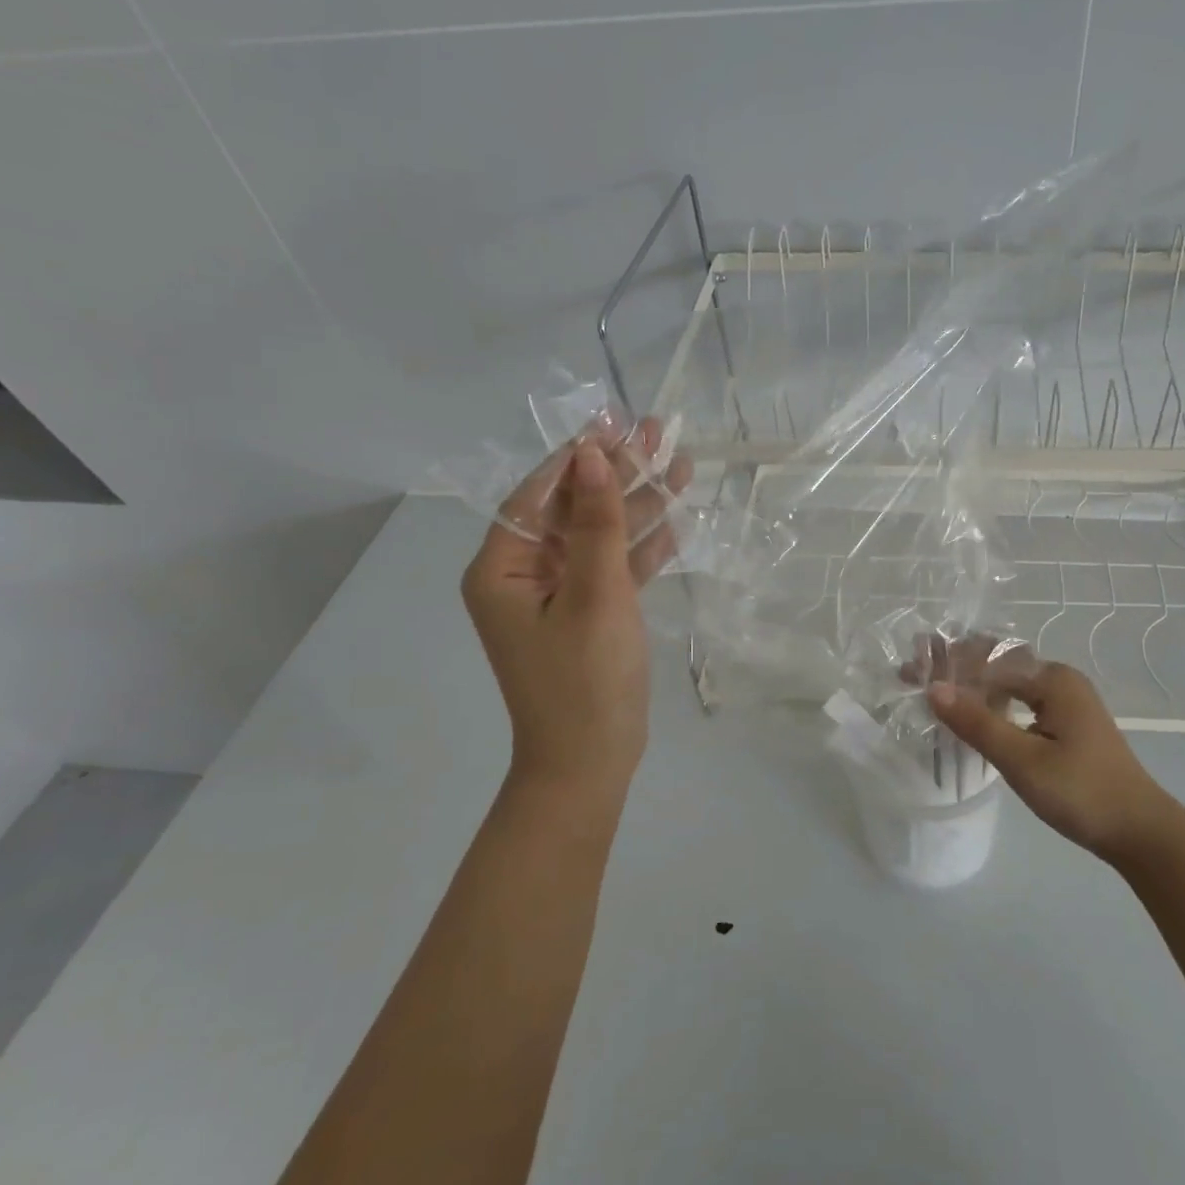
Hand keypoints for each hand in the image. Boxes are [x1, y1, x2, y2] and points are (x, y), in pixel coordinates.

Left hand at [461, 418, 692, 797]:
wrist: (591, 763)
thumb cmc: (584, 679)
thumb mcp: (594, 596)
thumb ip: (597, 525)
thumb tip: (593, 457)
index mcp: (503, 569)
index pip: (538, 496)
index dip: (576, 457)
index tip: (612, 421)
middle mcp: (524, 576)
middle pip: (574, 511)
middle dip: (616, 473)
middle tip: (657, 431)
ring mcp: (559, 596)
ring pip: (601, 537)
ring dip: (639, 505)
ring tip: (681, 464)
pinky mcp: (590, 615)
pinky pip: (614, 570)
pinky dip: (642, 548)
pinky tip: (675, 520)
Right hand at [918, 639, 1176, 865]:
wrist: (1141, 832)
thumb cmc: (1082, 792)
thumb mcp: (1022, 760)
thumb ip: (977, 723)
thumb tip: (932, 689)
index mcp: (1052, 679)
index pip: (987, 659)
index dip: (946, 665)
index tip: (910, 673)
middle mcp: (1060, 679)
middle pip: (997, 664)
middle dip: (955, 669)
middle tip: (915, 679)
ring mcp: (1066, 701)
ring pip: (1008, 683)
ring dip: (972, 687)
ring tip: (934, 696)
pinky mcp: (1067, 723)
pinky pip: (1021, 701)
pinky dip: (992, 705)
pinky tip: (972, 718)